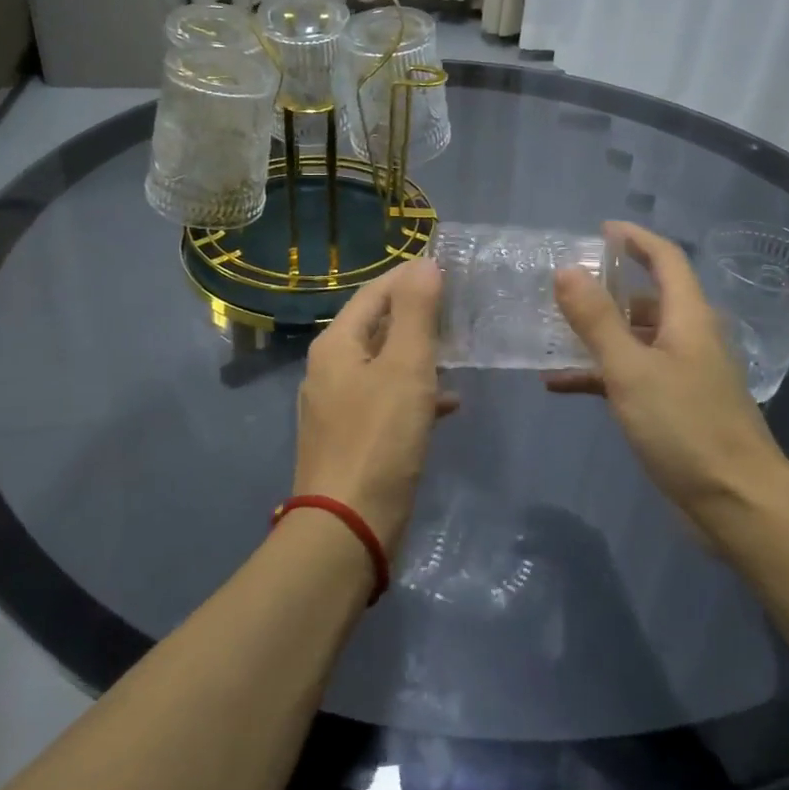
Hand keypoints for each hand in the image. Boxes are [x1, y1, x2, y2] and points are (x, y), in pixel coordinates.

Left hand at [293, 257, 457, 551]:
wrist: (347, 527)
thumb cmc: (379, 438)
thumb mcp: (405, 367)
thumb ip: (415, 312)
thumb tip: (423, 263)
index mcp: (336, 345)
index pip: (374, 293)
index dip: (409, 278)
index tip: (448, 270)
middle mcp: (328, 369)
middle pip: (376, 327)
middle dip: (416, 316)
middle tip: (459, 310)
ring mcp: (336, 406)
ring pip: (383, 365)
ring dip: (418, 355)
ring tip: (459, 351)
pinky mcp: (350, 438)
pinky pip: (385, 401)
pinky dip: (414, 394)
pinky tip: (447, 404)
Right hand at [546, 222, 788, 528]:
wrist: (736, 503)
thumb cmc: (685, 427)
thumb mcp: (631, 370)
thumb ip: (596, 320)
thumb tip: (566, 270)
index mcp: (688, 317)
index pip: (665, 259)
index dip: (635, 239)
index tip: (600, 230)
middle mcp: (689, 337)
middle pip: (647, 298)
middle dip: (606, 288)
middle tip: (562, 286)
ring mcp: (683, 374)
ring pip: (635, 339)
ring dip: (597, 334)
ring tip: (550, 331)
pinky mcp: (673, 407)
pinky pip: (631, 376)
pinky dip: (599, 374)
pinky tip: (559, 384)